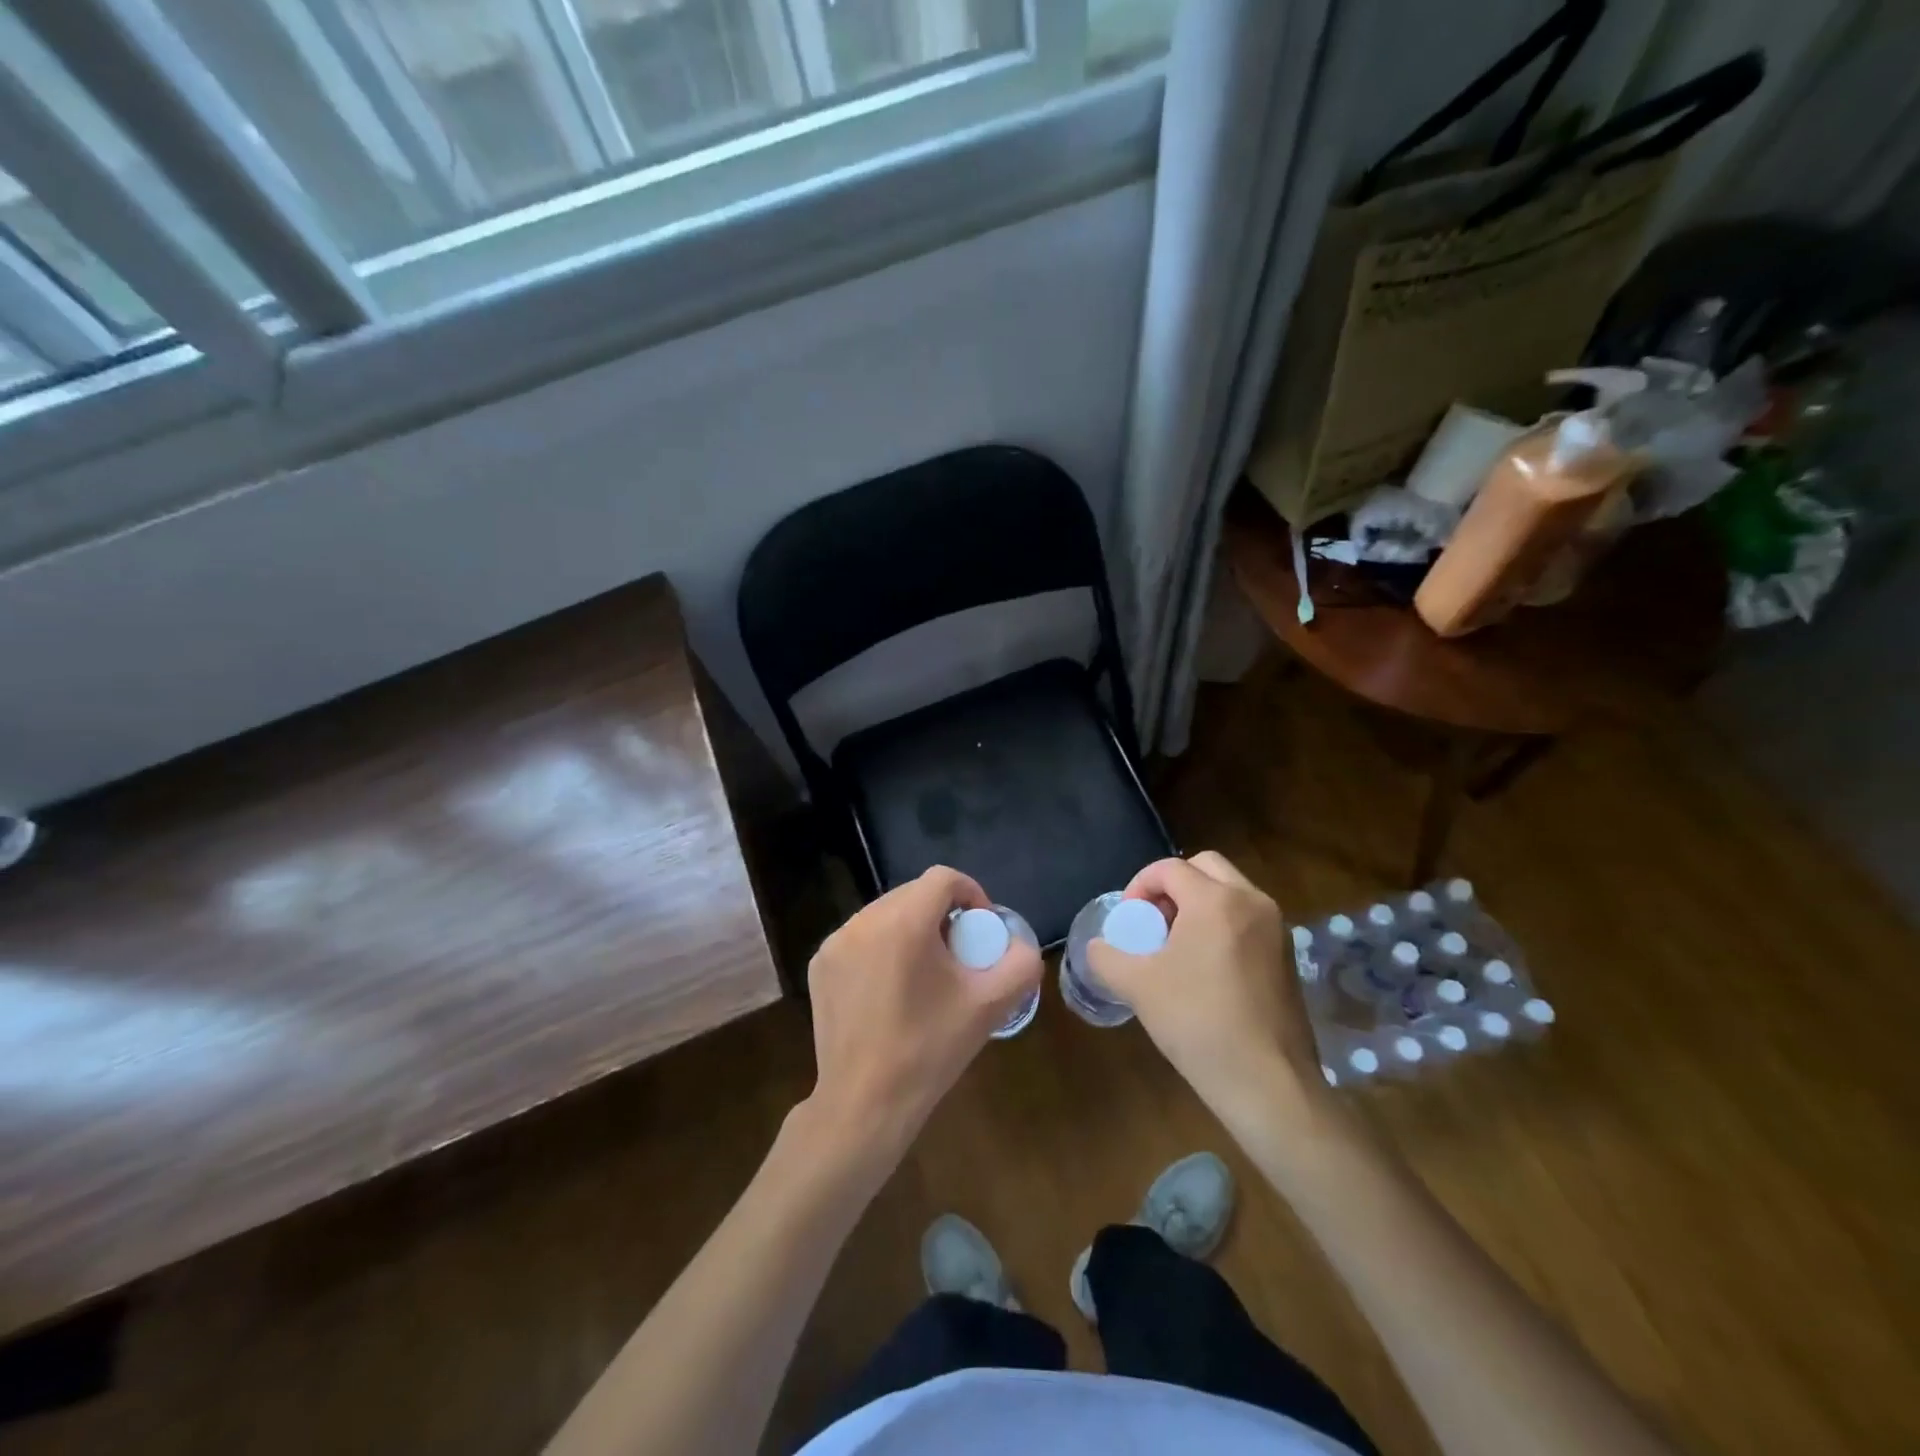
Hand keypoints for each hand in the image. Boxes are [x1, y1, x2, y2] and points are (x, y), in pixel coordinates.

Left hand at [805, 866, 1041, 1154]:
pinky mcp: (820, 965)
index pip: (943, 878)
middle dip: (942, 912)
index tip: (982, 928)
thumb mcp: (989, 1006)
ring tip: (927, 969)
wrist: (864, 1104)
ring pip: (885, 914)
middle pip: (913, 894)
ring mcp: (835, 943)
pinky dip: (882, 947)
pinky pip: (860, 938)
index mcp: (903, 922)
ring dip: (912, 928)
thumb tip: (1019, 945)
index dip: (972, 893)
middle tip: (959, 951)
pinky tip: (892, 987)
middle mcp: (863, 921)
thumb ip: (1019, 964)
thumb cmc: (928, 1050)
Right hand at [1086, 851, 1326, 1125]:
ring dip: (1198, 902)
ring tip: (1176, 945)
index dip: (1139, 885)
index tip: (1128, 919)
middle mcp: (1252, 901)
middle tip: (1153, 920)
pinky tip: (1205, 968)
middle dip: (1172, 885)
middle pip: (1205, 866)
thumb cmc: (1198, 1023)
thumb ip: (1106, 957)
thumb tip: (1097, 947)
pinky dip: (1222, 923)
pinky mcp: (1288, 955)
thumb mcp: (1137, 986)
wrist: (1267, 1083)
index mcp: (1216, 900)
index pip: (1170, 868)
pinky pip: (1247, 918)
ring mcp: (1276, 928)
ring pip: (1230, 891)